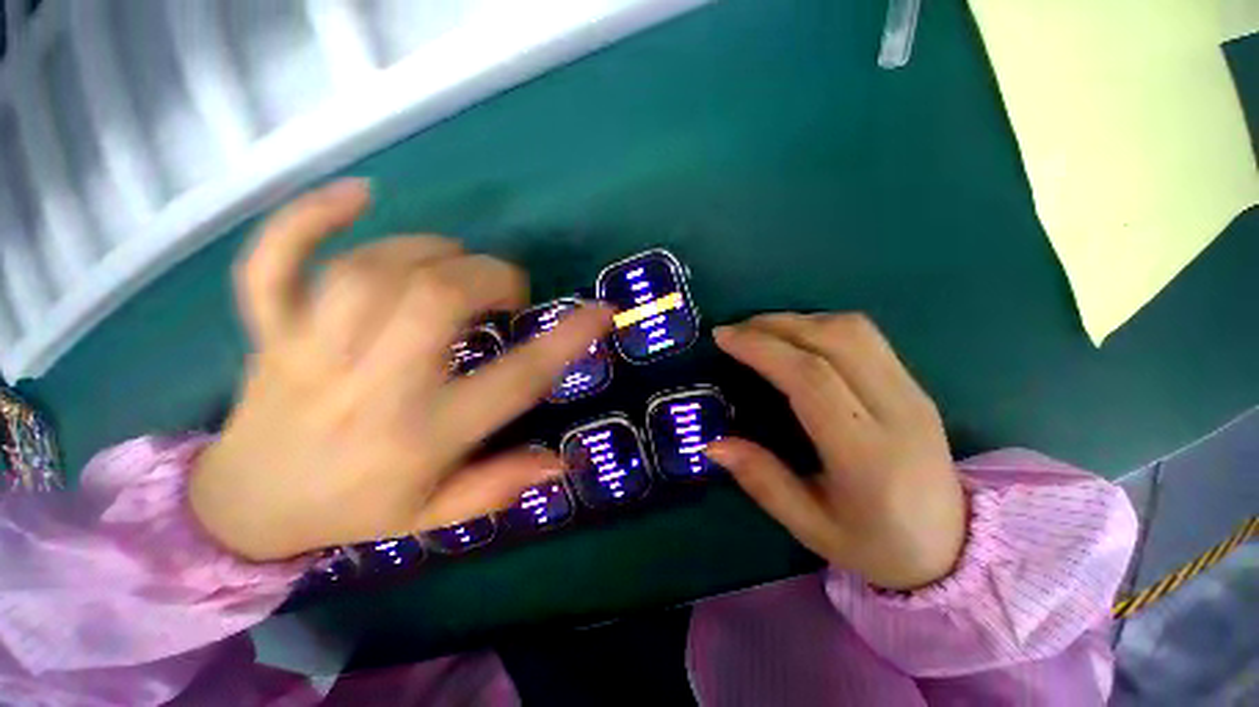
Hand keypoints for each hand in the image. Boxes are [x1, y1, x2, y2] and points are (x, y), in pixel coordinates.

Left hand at [190, 180, 611, 560]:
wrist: (245, 507)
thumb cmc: (354, 509)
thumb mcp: (435, 514)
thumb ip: (499, 485)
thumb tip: (560, 462)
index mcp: (421, 436)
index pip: (515, 379)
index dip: (568, 339)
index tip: (601, 312)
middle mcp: (370, 388)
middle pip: (437, 300)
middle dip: (491, 278)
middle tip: (508, 289)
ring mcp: (309, 352)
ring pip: (373, 271)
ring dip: (433, 252)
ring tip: (457, 263)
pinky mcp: (269, 331)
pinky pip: (274, 262)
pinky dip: (309, 217)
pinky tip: (359, 194)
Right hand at [706, 313, 965, 590]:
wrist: (955, 550)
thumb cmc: (877, 545)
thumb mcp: (810, 526)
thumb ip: (761, 480)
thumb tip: (713, 444)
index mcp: (868, 454)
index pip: (811, 378)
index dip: (763, 348)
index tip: (724, 338)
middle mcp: (897, 410)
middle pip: (835, 339)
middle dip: (775, 325)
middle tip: (735, 331)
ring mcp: (913, 392)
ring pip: (854, 330)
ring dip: (799, 320)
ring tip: (760, 331)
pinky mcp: (915, 385)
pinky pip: (866, 337)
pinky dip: (821, 326)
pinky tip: (796, 339)